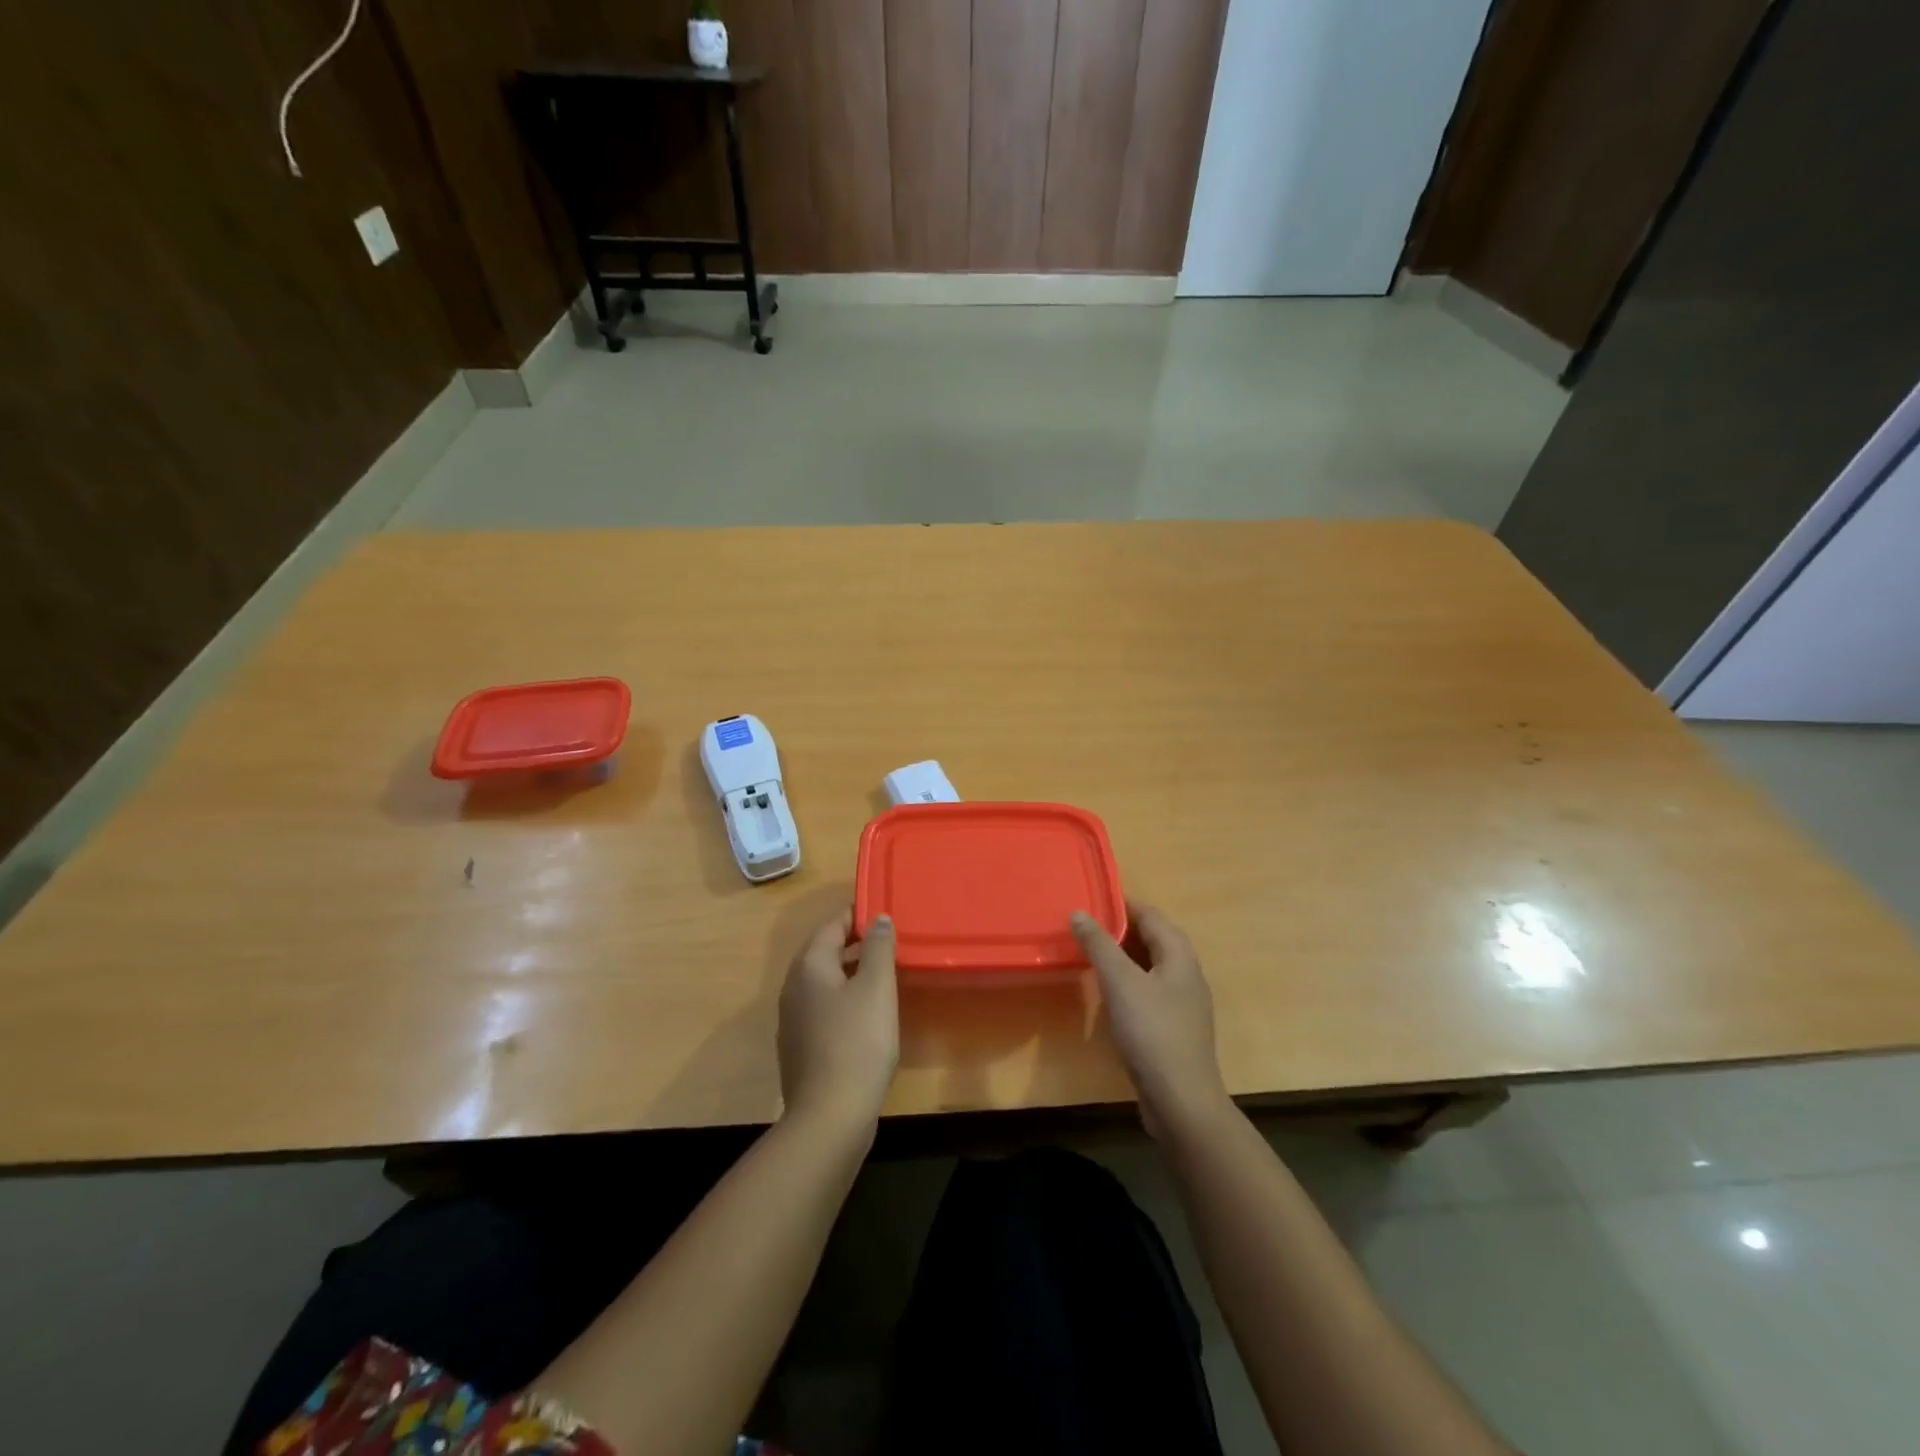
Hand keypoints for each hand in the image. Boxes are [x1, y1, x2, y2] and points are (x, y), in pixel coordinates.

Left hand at [777, 909, 898, 1129]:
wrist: (829, 1117)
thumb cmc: (857, 1043)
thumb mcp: (876, 987)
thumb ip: (878, 947)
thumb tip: (878, 918)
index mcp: (809, 967)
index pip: (831, 925)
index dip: (857, 915)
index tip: (884, 912)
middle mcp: (793, 987)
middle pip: (824, 952)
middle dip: (855, 943)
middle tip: (889, 941)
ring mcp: (793, 1020)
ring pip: (824, 982)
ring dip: (851, 972)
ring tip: (884, 974)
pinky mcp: (800, 1047)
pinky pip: (823, 1008)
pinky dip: (844, 1000)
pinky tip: (867, 1015)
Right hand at [1072, 903, 1229, 1136]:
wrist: (1181, 1100)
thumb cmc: (1152, 1032)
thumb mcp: (1119, 982)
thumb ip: (1099, 944)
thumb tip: (1079, 912)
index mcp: (1180, 956)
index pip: (1152, 916)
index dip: (1124, 904)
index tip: (1093, 898)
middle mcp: (1187, 974)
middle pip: (1154, 939)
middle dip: (1122, 929)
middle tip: (1086, 925)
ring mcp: (1184, 1004)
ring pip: (1151, 967)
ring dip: (1124, 957)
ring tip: (1092, 954)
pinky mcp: (1175, 1029)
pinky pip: (1150, 992)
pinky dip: (1129, 983)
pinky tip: (1109, 994)